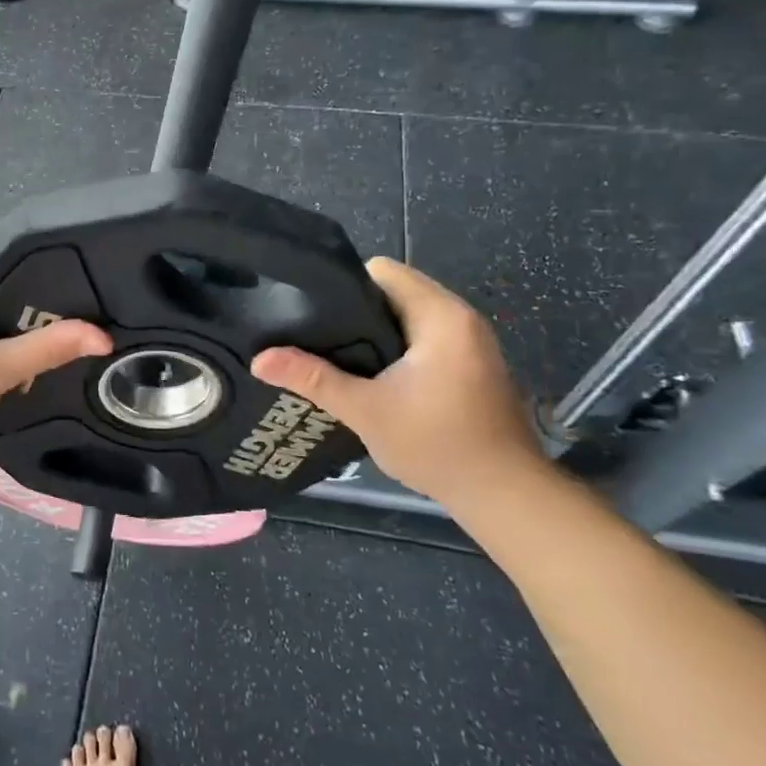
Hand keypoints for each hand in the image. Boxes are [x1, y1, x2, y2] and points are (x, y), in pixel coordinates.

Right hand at [251, 258, 548, 506]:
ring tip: (336, 354)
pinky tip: (373, 376)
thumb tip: (259, 360)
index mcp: (440, 316)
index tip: (313, 312)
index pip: (382, 271)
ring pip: (409, 317)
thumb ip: (312, 379)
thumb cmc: (437, 444)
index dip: (343, 286)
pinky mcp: (473, 364)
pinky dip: (398, 348)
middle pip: (395, 292)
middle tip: (317, 336)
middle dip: (355, 312)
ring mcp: (471, 342)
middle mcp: (460, 318)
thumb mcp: (365, 410)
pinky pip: (425, 338)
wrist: (505, 495)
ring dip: (376, 332)